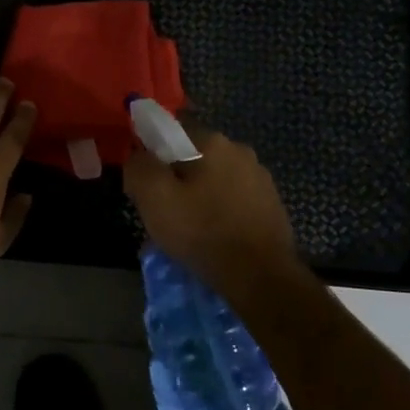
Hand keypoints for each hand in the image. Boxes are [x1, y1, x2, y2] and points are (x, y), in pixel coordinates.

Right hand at [123, 127, 299, 292]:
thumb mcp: (154, 197)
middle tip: (164, 212)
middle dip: (176, 179)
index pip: (170, 133)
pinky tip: (214, 236)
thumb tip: (138, 157)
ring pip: (214, 180)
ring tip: (189, 229)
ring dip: (199, 196)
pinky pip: (233, 200)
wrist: (260, 276)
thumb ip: (139, 167)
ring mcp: (260, 177)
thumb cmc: (202, 231)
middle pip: (193, 157)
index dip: (152, 157)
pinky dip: (220, 212)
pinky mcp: (271, 204)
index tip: (145, 187)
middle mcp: (240, 150)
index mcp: (212, 141)